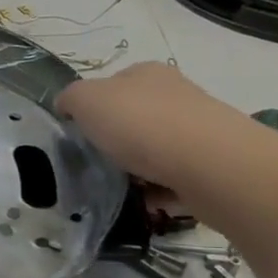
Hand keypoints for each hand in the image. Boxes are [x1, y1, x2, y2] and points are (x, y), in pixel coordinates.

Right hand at [55, 62, 265, 194]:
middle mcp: (174, 95)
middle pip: (133, 118)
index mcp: (145, 74)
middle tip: (92, 165)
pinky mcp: (210, 165)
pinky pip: (172, 179)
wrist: (210, 165)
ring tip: (115, 190)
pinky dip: (156, 193)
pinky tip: (143, 204)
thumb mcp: (86, 99)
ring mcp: (197, 130)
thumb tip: (67, 107)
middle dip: (113, 141)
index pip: (110, 85)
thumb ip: (70, 99)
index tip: (77, 135)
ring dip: (135, 170)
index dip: (90, 108)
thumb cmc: (141, 124)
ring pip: (154, 150)